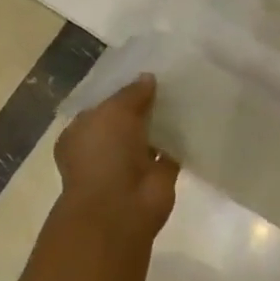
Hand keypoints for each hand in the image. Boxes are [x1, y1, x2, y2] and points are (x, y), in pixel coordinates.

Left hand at [52, 76, 178, 242]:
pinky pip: (172, 152)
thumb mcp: (114, 112)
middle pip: (129, 120)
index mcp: (82, 132)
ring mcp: (132, 163)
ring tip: (188, 95)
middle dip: (147, 105)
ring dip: (165, 122)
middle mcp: (105, 147)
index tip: (147, 74)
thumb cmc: (105, 155)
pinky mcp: (158, 175)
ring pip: (151, 136)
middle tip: (173, 80)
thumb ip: (132, 94)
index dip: (123, 91)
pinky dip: (182, 141)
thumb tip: (148, 78)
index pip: (104, 105)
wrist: (120, 206)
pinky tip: (197, 121)